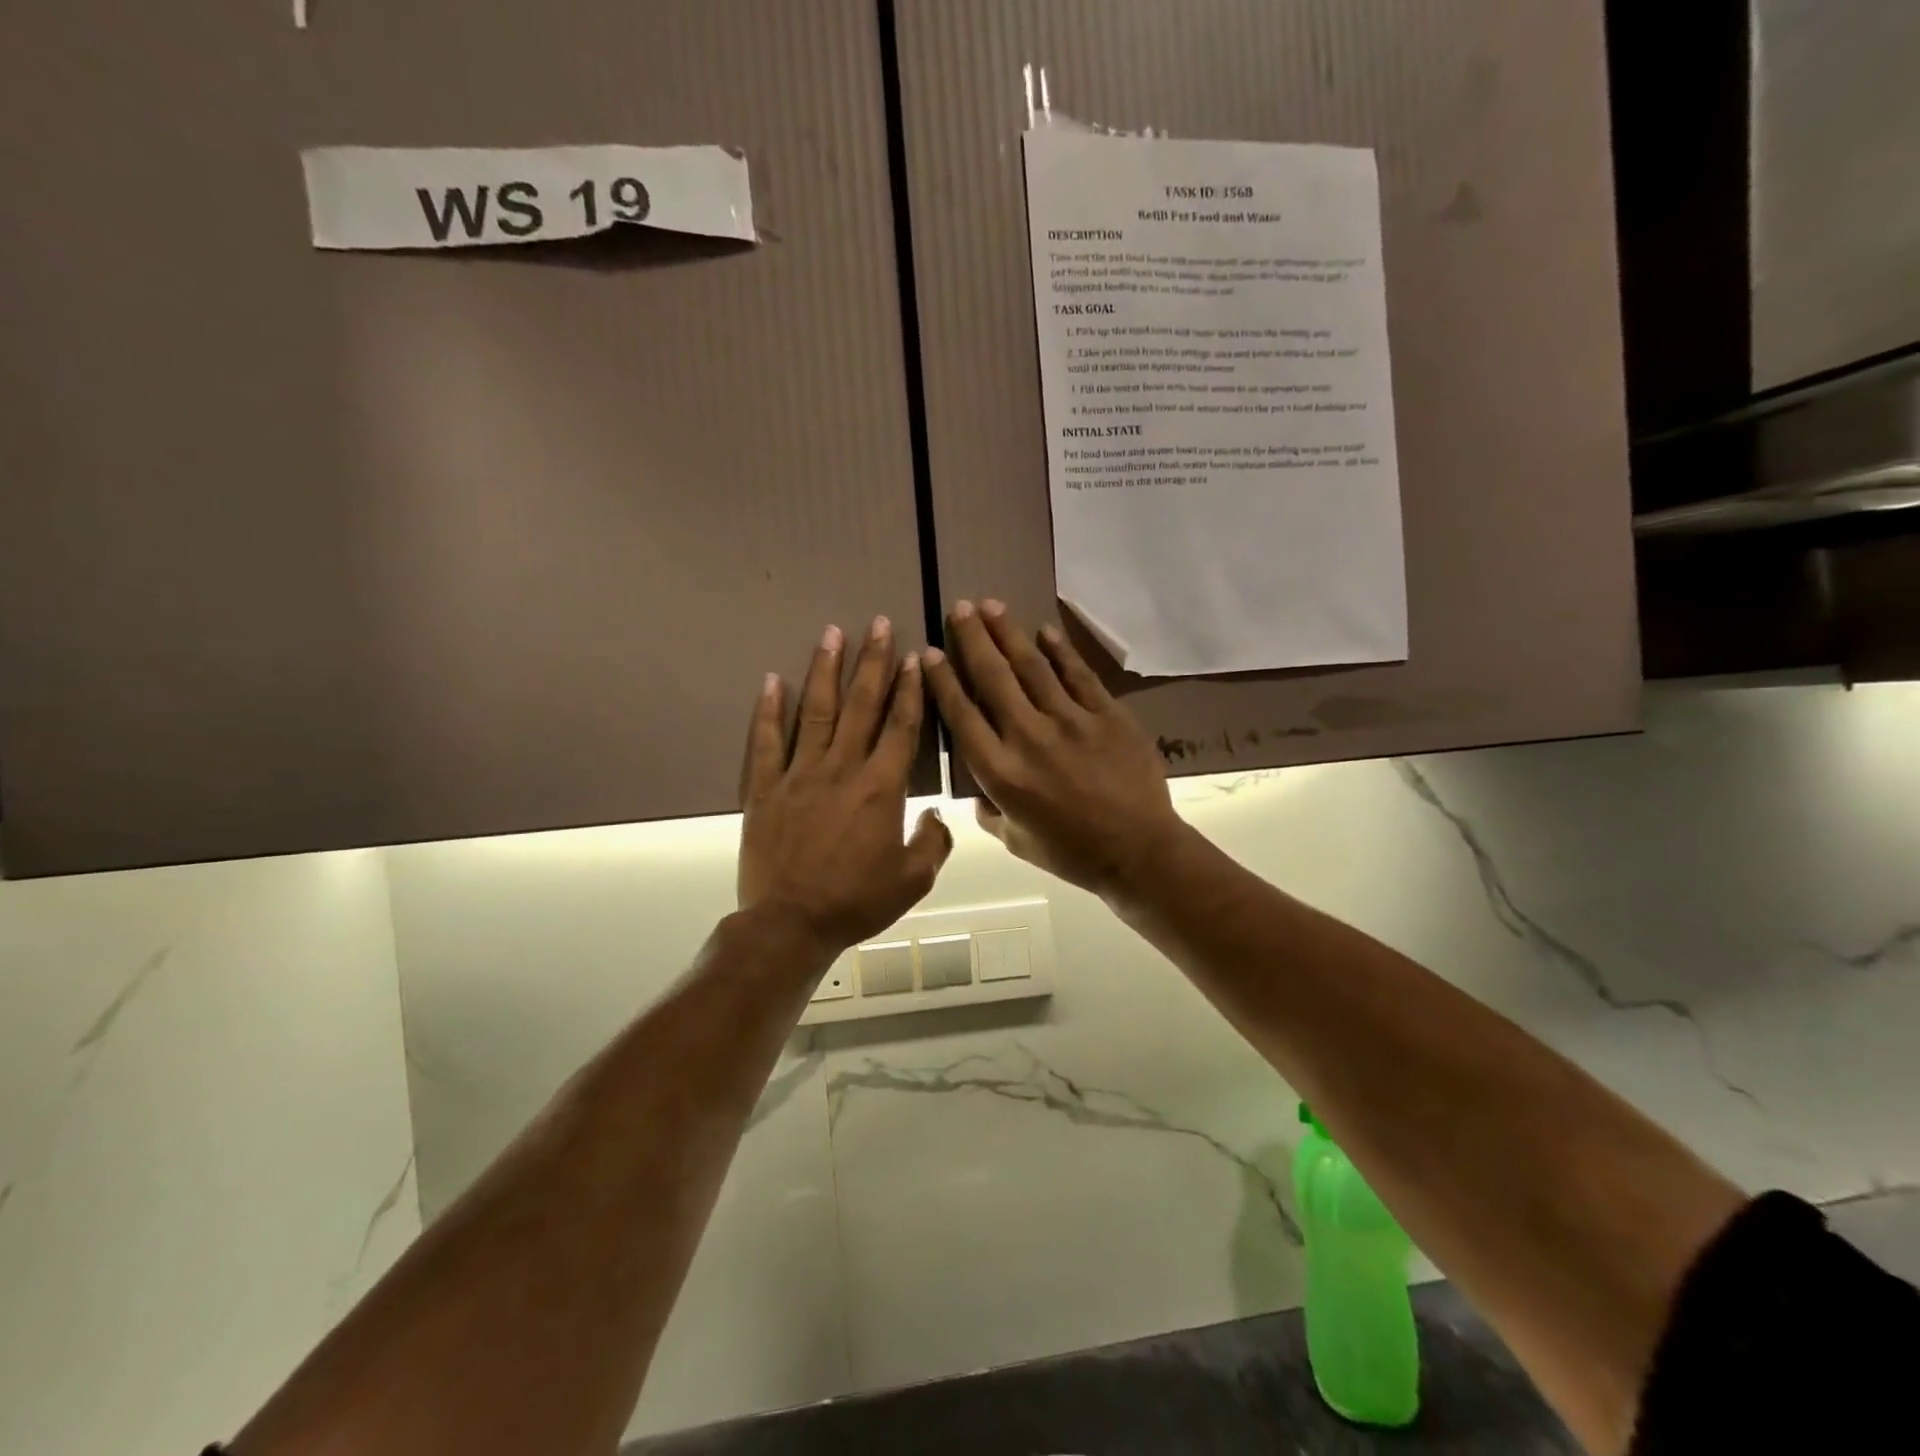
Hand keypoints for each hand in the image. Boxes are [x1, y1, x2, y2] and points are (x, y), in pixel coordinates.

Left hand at [738, 617, 951, 957]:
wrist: (790, 924)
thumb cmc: (856, 902)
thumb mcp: (913, 881)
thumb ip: (933, 842)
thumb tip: (935, 815)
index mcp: (881, 788)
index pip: (900, 726)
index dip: (910, 690)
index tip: (915, 658)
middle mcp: (842, 769)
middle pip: (861, 705)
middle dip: (873, 661)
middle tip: (878, 624)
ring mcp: (799, 774)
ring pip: (816, 711)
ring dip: (825, 669)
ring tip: (832, 632)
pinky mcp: (764, 787)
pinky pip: (766, 741)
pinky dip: (768, 709)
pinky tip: (771, 679)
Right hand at [922, 600, 1185, 899]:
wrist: (1139, 851)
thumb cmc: (1072, 852)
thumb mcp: (1015, 841)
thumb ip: (990, 811)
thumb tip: (979, 792)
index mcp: (1001, 773)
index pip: (962, 715)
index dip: (943, 681)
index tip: (930, 652)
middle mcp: (1028, 737)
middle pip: (993, 678)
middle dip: (973, 639)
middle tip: (960, 608)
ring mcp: (1070, 721)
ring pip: (1032, 667)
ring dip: (1008, 633)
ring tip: (991, 605)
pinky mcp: (1107, 715)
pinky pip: (1078, 675)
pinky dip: (1060, 651)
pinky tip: (1045, 630)